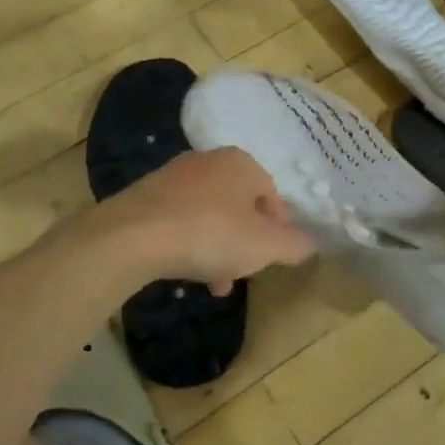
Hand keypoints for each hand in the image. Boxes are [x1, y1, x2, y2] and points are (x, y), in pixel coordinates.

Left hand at [105, 148, 316, 293]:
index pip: (272, 194)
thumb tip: (312, 243)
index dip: (278, 229)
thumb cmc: (211, 234)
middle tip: (243, 272)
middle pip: (239, 205)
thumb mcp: (265, 246)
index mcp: (242, 163)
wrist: (133, 236)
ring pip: (209, 215)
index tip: (273, 257)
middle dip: (245, 243)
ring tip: (214, 283)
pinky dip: (188, 242)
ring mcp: (174, 175)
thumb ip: (294, 245)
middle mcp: (209, 160)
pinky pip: (179, 219)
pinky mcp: (145, 195)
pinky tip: (184, 270)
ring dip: (217, 248)